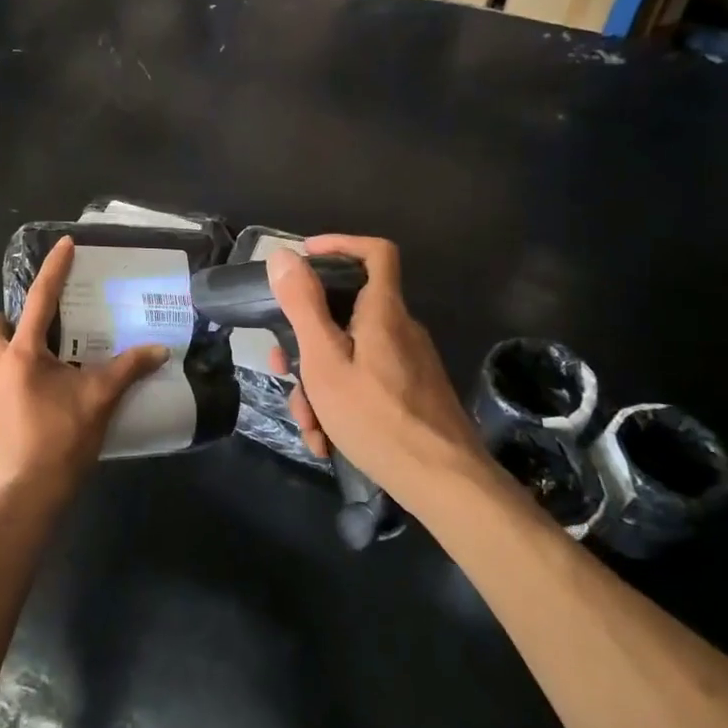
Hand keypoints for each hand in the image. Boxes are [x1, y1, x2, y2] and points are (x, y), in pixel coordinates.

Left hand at [0, 236, 166, 498]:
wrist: (27, 497)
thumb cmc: (62, 440)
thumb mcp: (100, 400)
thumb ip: (128, 370)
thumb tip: (160, 350)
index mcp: (23, 355)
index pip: (39, 300)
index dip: (54, 270)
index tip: (65, 245)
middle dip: (9, 320)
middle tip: (42, 335)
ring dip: (12, 357)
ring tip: (45, 376)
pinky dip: (9, 388)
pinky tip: (33, 408)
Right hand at [267, 237, 485, 502]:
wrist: (445, 484)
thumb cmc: (377, 417)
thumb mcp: (325, 361)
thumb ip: (303, 306)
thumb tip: (284, 256)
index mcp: (383, 312)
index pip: (376, 252)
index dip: (340, 244)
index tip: (304, 258)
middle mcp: (400, 330)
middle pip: (346, 313)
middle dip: (306, 341)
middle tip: (281, 368)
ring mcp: (408, 364)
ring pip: (350, 356)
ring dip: (318, 385)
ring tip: (308, 425)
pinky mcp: (412, 394)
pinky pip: (366, 382)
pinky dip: (341, 403)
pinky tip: (328, 440)